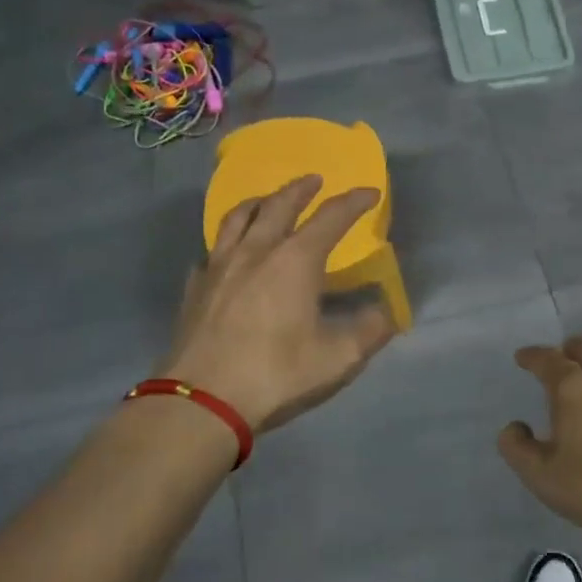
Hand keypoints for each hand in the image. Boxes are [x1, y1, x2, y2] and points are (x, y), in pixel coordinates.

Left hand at [162, 174, 396, 432]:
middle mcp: (256, 251)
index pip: (331, 217)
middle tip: (314, 180)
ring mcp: (219, 266)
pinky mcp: (196, 288)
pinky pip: (212, 252)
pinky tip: (227, 255)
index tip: (369, 192)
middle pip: (279, 204)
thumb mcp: (337, 359)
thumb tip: (386, 314)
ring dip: (259, 202)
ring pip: (238, 218)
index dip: (353, 201)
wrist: (203, 401)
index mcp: (295, 261)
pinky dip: (226, 243)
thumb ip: (368, 331)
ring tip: (268, 200)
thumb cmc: (276, 374)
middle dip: (301, 188)